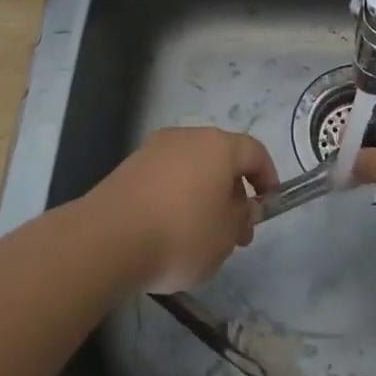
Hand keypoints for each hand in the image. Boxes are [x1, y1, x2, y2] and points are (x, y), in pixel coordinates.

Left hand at [86, 128, 280, 292]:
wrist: (107, 238)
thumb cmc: (180, 234)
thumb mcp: (225, 236)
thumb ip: (242, 218)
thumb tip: (244, 207)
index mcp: (219, 146)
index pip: (255, 152)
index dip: (267, 177)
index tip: (268, 205)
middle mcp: (188, 137)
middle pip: (221, 159)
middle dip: (234, 193)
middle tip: (236, 232)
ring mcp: (155, 149)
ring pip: (192, 168)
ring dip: (204, 196)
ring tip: (203, 237)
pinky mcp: (130, 167)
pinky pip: (166, 178)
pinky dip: (176, 197)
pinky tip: (170, 231)